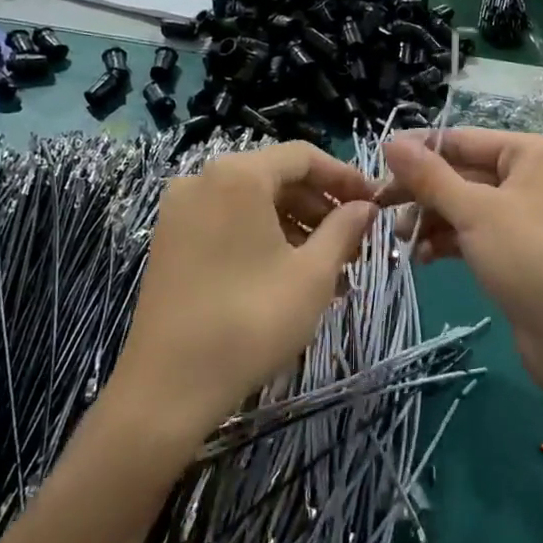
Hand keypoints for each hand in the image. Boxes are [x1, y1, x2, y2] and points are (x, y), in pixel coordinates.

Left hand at [106, 142, 376, 447]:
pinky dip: (264, 241)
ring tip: (329, 269)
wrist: (169, 386)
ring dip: (296, 228)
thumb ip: (344, 229)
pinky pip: (228, 225)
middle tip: (354, 244)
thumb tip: (365, 207)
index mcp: (237, 176)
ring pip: (252, 205)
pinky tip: (290, 278)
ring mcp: (179, 213)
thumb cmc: (252, 320)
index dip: (344, 176)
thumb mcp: (312, 274)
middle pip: (275, 178)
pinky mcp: (170, 244)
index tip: (373, 204)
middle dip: (320, 208)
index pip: (302, 157)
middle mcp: (202, 181)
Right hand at [378, 129, 542, 395]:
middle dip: (423, 193)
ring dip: (431, 220)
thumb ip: (430, 176)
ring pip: (466, 206)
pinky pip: (475, 234)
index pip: (463, 140)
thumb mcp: (475, 212)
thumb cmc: (530, 259)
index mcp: (532, 153)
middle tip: (380, 209)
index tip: (376, 165)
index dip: (419, 151)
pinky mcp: (519, 251)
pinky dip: (449, 242)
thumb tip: (391, 141)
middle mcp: (533, 177)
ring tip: (401, 241)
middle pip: (463, 173)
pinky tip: (423, 258)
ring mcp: (527, 216)